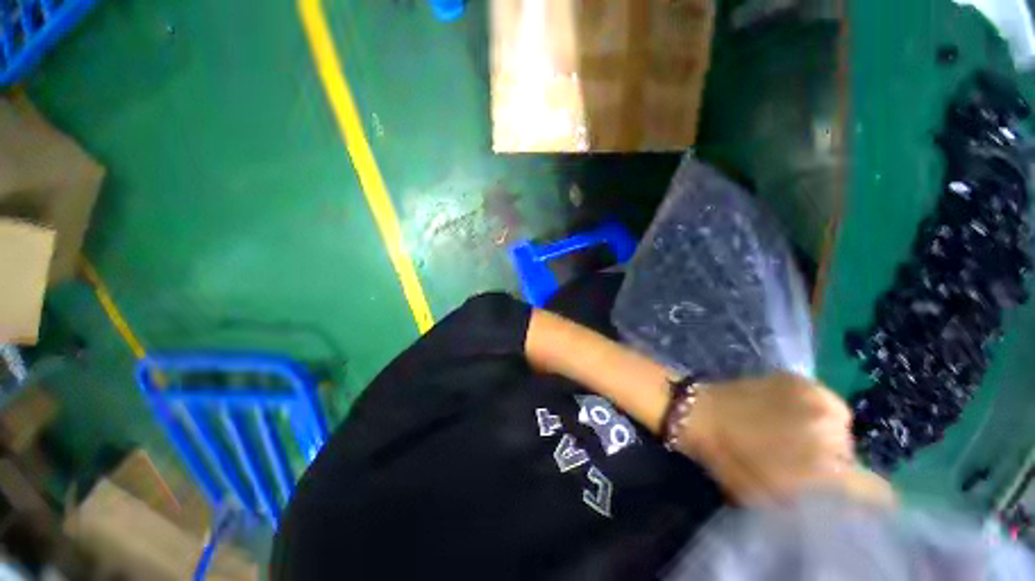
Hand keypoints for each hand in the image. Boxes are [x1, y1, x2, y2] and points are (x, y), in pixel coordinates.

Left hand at [675, 372, 892, 504]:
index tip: (856, 496)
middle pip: (850, 453)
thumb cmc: (730, 460)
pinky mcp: (799, 378)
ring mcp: (817, 397)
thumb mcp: (772, 497)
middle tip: (804, 460)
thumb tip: (839, 504)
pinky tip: (787, 411)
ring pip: (839, 425)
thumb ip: (812, 503)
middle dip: (833, 461)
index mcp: (827, 466)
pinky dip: (811, 409)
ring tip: (792, 432)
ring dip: (823, 432)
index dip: (867, 496)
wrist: (698, 412)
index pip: (874, 490)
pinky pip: (822, 400)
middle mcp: (832, 429)